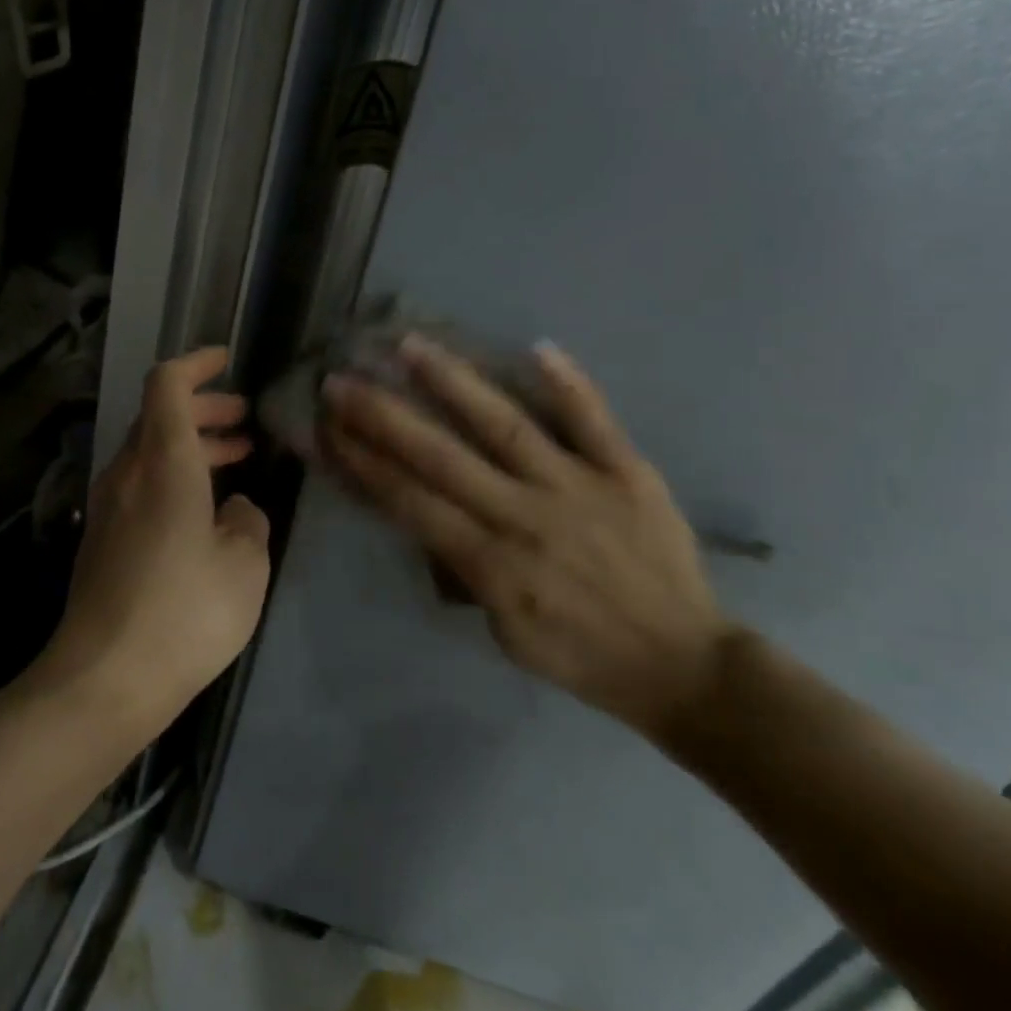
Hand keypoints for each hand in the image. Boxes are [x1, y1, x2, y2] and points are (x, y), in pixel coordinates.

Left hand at [40, 349, 271, 728]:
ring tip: (236, 460)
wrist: (105, 679)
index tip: (227, 360)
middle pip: (159, 416)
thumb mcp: (245, 564)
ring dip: (191, 446)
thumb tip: (235, 507)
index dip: (196, 363)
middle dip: (204, 409)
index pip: (168, 384)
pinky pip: (141, 485)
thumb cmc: (185, 610)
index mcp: (164, 461)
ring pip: (150, 452)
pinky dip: (175, 476)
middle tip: (245, 423)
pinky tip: (204, 509)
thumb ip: (248, 520)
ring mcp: (107, 506)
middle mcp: (128, 472)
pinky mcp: (101, 539)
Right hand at [321, 335, 732, 741]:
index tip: (326, 428)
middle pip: (442, 457)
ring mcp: (579, 487)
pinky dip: (569, 384)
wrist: (684, 665)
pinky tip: (538, 346)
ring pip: (506, 425)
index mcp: (493, 564)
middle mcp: (526, 516)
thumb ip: (465, 572)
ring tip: (412, 345)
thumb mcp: (506, 633)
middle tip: (342, 379)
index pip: (411, 502)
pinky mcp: (628, 473)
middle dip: (384, 417)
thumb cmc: (582, 657)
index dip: (363, 463)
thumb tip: (431, 518)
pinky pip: (594, 421)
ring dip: (455, 383)